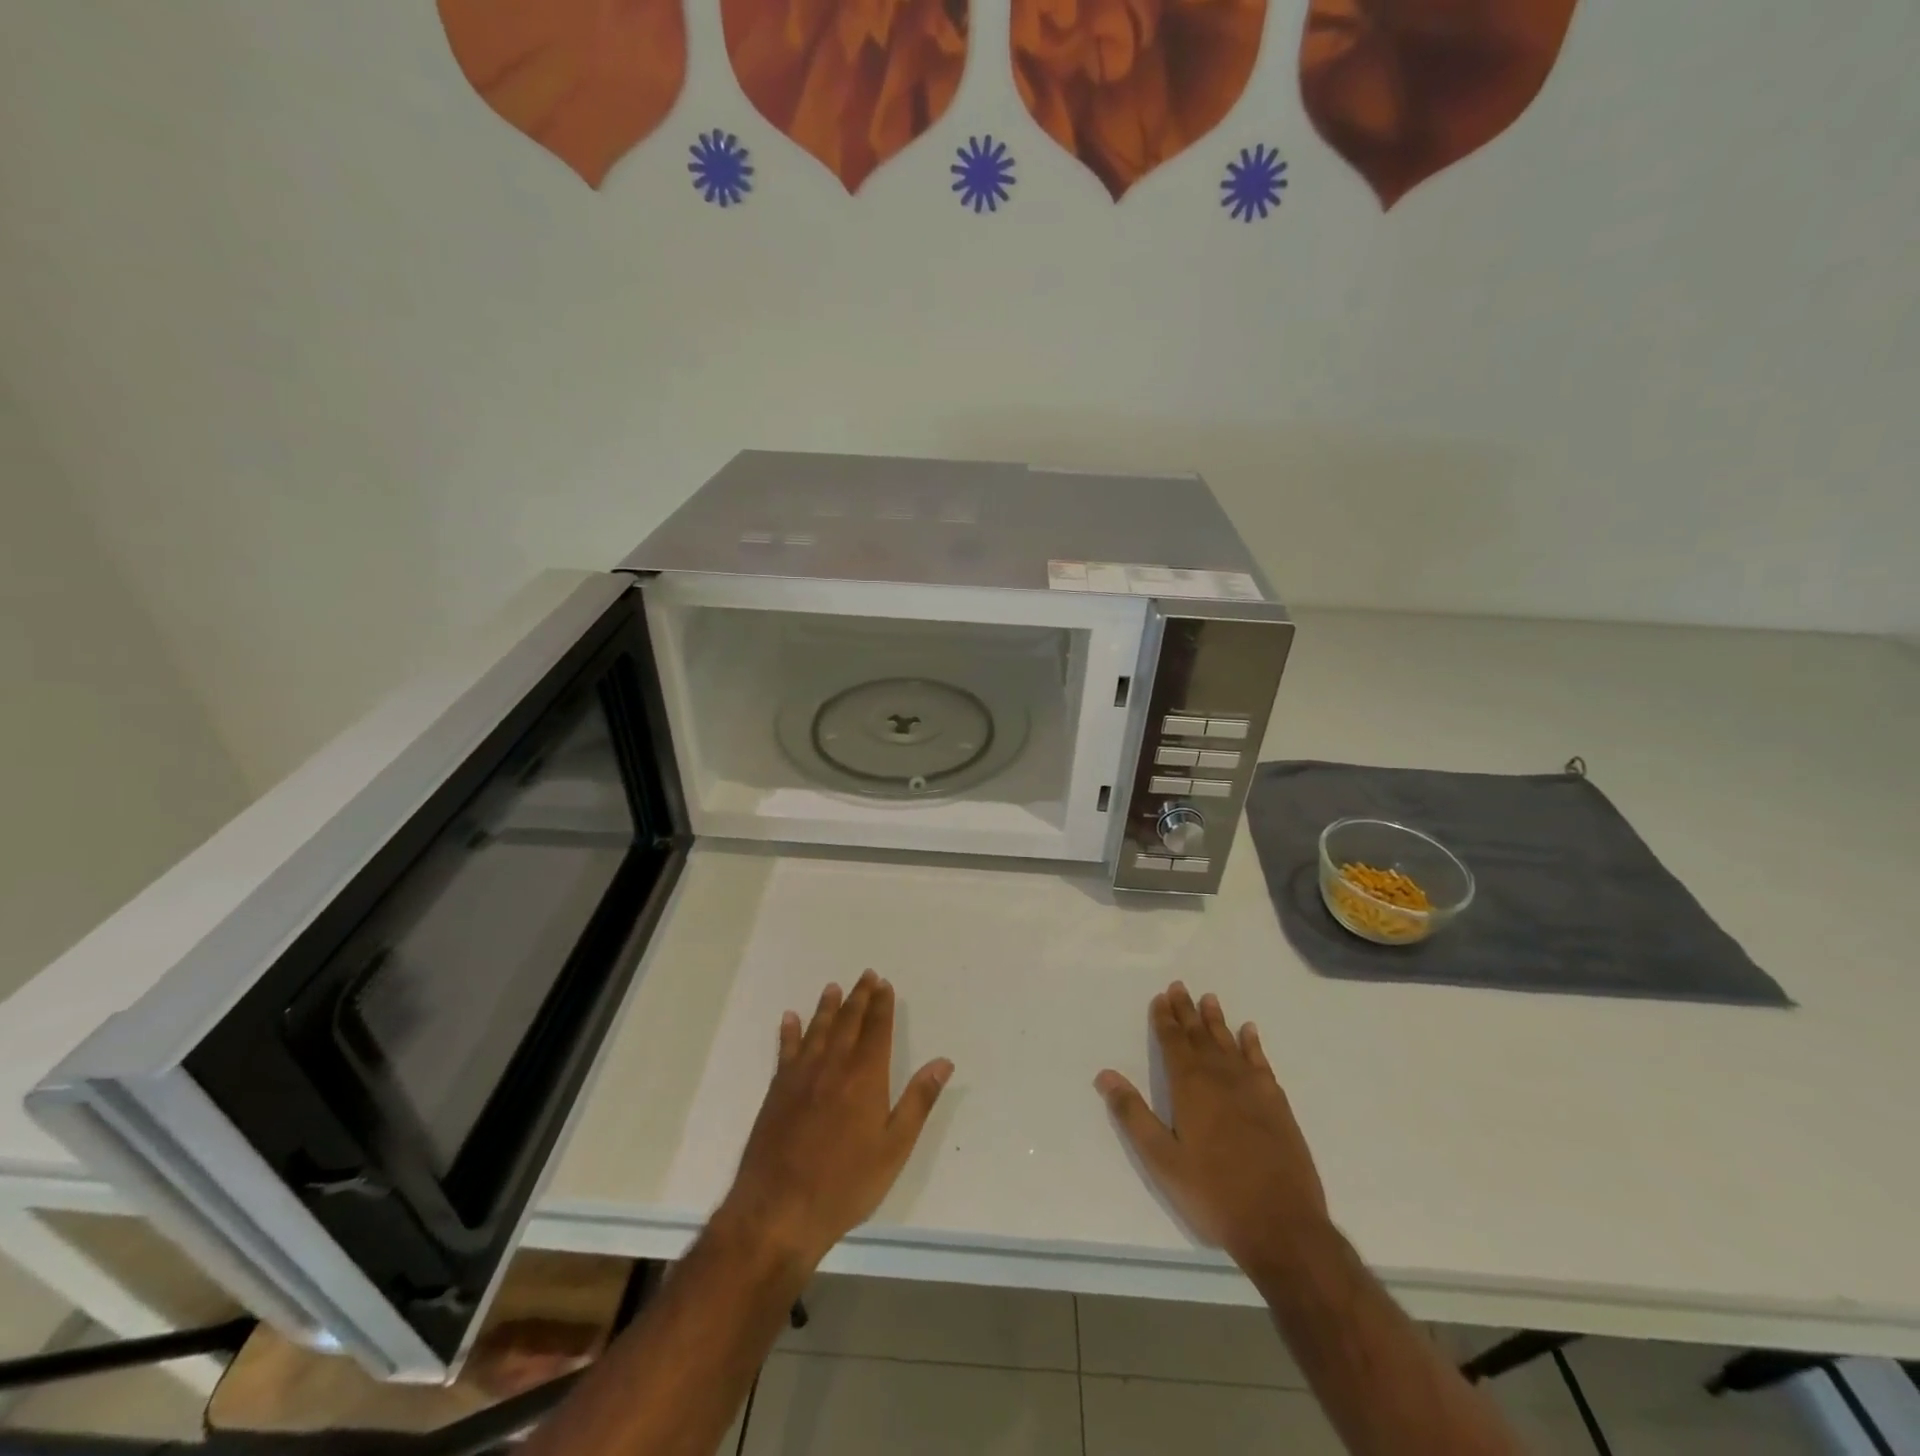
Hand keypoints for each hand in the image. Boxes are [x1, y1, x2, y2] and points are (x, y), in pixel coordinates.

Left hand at [717, 970, 952, 1272]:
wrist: (779, 1211)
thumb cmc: (845, 1184)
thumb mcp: (894, 1148)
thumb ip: (918, 1101)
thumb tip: (943, 1062)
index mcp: (865, 1076)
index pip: (877, 1029)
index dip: (882, 1004)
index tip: (884, 984)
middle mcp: (833, 1065)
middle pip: (848, 1021)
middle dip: (859, 997)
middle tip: (866, 975)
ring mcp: (801, 1076)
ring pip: (817, 1029)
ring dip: (827, 1007)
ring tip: (833, 987)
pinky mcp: (777, 1091)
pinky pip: (785, 1050)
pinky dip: (789, 1032)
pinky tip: (790, 1018)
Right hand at [1095, 982, 1328, 1273]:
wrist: (1282, 1225)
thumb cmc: (1214, 1194)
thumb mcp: (1162, 1160)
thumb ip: (1133, 1115)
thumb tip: (1105, 1074)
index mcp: (1190, 1087)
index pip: (1173, 1042)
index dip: (1165, 1019)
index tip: (1161, 997)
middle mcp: (1220, 1077)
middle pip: (1200, 1035)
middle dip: (1187, 1011)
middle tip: (1180, 987)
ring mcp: (1253, 1088)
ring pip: (1229, 1043)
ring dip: (1216, 1020)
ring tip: (1209, 998)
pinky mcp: (1277, 1104)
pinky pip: (1261, 1062)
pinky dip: (1252, 1044)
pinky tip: (1249, 1032)